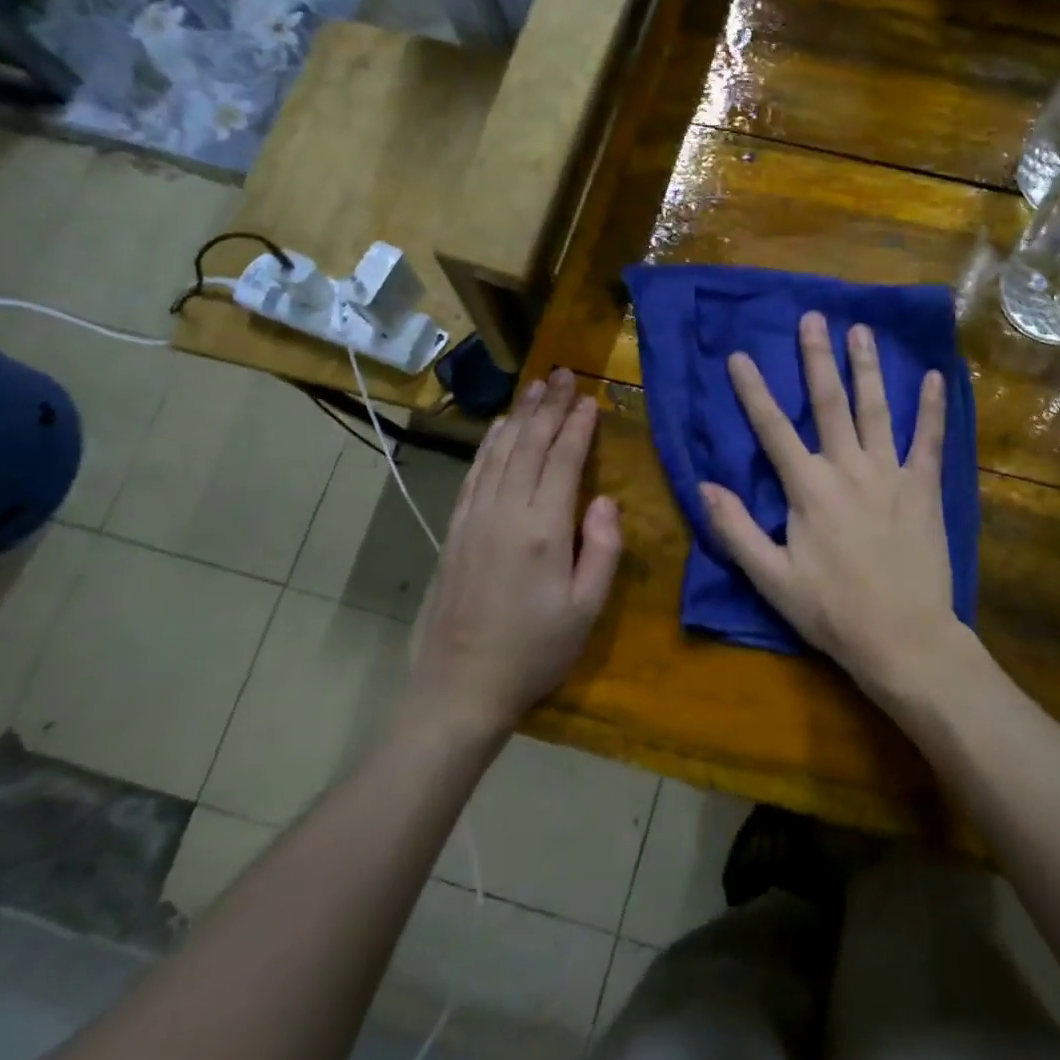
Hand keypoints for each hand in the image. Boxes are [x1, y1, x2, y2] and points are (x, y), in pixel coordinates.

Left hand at [407, 369, 621, 737]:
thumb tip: (604, 500)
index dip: (577, 427)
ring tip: (535, 388)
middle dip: (548, 407)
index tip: (590, 398)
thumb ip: (601, 549)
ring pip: (498, 452)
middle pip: (528, 445)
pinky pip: (475, 474)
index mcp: (544, 530)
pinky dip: (488, 445)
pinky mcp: (455, 530)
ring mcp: (474, 519)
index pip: (563, 461)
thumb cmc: (535, 651)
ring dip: (518, 416)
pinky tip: (497, 429)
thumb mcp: (587, 608)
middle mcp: (505, 512)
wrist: (461, 686)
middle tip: (563, 374)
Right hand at [701, 312, 959, 691]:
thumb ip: (736, 530)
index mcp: (808, 489)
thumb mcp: (771, 578)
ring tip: (861, 330)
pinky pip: (929, 440)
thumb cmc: (832, 611)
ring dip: (867, 368)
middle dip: (817, 358)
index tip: (740, 355)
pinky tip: (934, 377)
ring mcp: (891, 475)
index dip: (754, 391)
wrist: (903, 638)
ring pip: (877, 410)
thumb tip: (704, 486)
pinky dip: (931, 408)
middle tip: (813, 317)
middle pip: (829, 403)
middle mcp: (848, 469)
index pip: (773, 429)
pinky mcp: (924, 489)